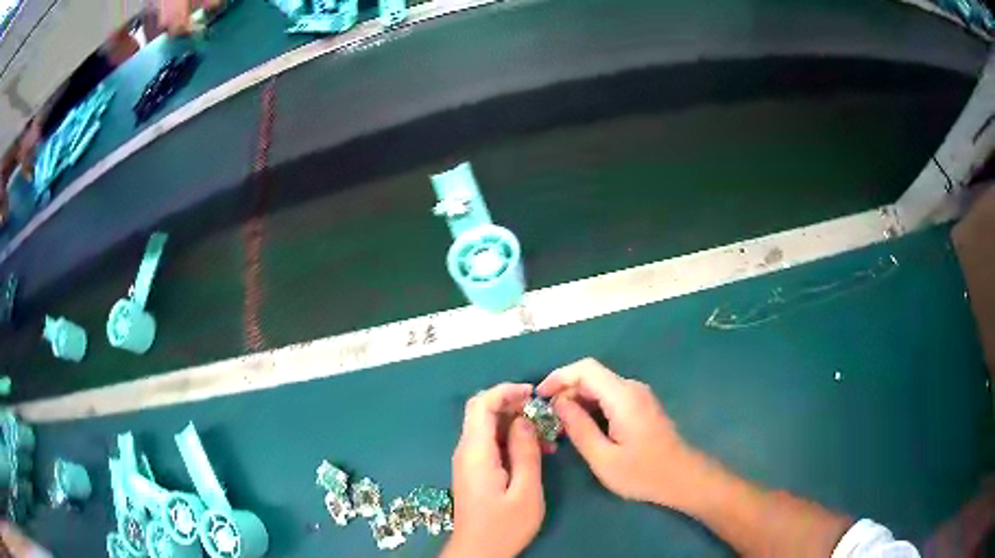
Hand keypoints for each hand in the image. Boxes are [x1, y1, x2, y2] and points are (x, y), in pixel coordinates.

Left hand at [442, 383, 544, 557]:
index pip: (481, 404)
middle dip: (513, 404)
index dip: (505, 391)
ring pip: (488, 426)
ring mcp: (468, 461)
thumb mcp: (525, 491)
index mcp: (476, 452)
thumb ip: (525, 452)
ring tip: (546, 437)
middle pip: (482, 411)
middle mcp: (466, 450)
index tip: (533, 394)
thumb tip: (524, 420)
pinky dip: (511, 439)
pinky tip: (534, 452)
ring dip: (515, 423)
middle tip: (544, 414)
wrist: (478, 551)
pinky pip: (490, 443)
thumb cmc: (504, 525)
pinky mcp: (474, 470)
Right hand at [537, 358, 704, 508]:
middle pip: (591, 376)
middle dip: (565, 391)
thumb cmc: (642, 472)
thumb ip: (579, 428)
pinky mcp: (640, 405)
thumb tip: (559, 404)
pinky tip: (581, 426)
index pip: (585, 369)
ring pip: (600, 386)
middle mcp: (632, 389)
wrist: (682, 477)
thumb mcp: (603, 458)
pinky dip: (591, 405)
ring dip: (577, 399)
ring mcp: (638, 396)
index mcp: (623, 397)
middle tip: (546, 417)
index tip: (539, 396)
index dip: (559, 376)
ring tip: (559, 424)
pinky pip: (609, 396)